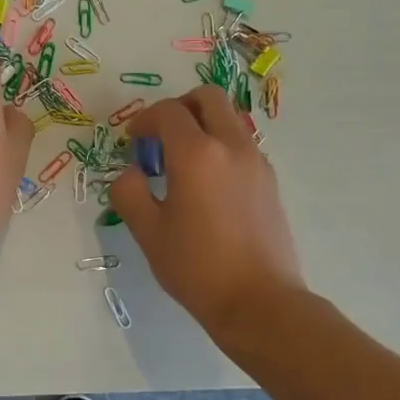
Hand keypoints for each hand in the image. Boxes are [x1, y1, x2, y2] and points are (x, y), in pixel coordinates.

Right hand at [108, 86, 304, 332]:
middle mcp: (230, 146)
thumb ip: (129, 192)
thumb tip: (131, 173)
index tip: (132, 141)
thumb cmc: (196, 267)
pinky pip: (241, 145)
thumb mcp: (148, 232)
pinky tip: (206, 186)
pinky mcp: (269, 181)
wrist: (260, 301)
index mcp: (196, 154)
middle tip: (160, 136)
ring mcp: (256, 162)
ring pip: (228, 119)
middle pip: (208, 98)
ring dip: (202, 126)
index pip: (167, 112)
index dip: (144, 120)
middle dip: (179, 107)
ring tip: (182, 165)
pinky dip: (220, 147)